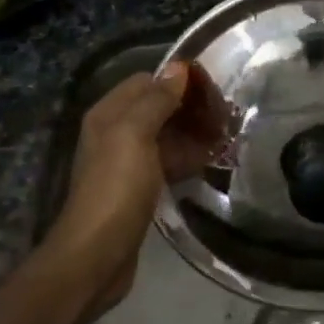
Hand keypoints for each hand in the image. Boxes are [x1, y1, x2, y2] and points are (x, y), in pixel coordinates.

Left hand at [47, 63, 218, 318]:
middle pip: (156, 109)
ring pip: (164, 138)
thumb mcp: (135, 136)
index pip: (145, 82)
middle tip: (226, 116)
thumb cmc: (116, 189)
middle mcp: (114, 134)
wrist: (97, 255)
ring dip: (192, 135)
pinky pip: (165, 165)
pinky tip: (210, 164)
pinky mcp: (138, 191)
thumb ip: (156, 101)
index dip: (177, 81)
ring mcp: (125, 164)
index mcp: (108, 115)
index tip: (212, 89)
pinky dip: (186, 160)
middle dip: (188, 109)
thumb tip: (178, 68)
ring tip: (226, 138)